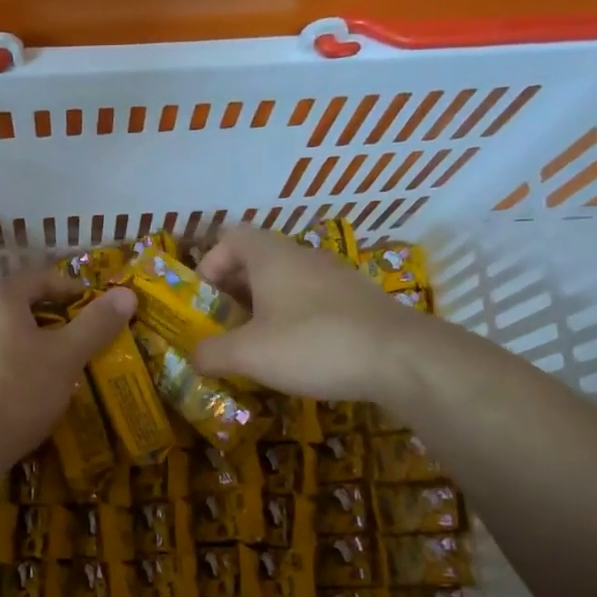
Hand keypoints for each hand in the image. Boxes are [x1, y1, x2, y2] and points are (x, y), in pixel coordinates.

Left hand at [0, 269, 135, 468]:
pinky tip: (32, 387)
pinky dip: (17, 362)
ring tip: (62, 363)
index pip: (40, 277)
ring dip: (36, 342)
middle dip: (55, 317)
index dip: (72, 288)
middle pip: (22, 304)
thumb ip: (96, 324)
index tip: (97, 308)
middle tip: (84, 336)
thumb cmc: (19, 391)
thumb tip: (126, 293)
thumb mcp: (66, 357)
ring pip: (8, 332)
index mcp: (0, 299)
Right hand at [190, 226, 433, 401]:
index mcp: (272, 256)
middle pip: (257, 262)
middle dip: (233, 293)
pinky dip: (295, 321)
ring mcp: (336, 278)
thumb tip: (195, 356)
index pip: (231, 237)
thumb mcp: (248, 354)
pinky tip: (297, 355)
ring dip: (264, 310)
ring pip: (286, 284)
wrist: (402, 359)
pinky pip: (312, 302)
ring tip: (256, 346)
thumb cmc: (313, 344)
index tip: (205, 302)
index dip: (210, 264)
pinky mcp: (359, 302)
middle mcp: (303, 257)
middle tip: (223, 328)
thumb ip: (211, 353)